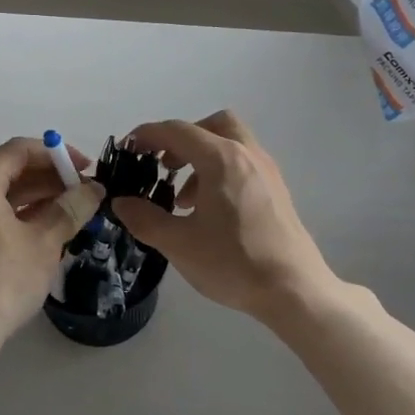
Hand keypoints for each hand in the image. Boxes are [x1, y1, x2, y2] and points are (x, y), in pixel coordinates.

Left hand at [0, 137, 103, 344]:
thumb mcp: (45, 241)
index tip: (86, 169)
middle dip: (50, 178)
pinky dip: (21, 215)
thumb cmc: (4, 280)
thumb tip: (94, 189)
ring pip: (2, 194)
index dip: (57, 155)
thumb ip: (70, 209)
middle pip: (10, 170)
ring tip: (75, 209)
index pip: (19, 150)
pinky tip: (50, 226)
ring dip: (38, 197)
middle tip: (85, 192)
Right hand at [108, 111, 336, 322]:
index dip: (147, 135)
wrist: (293, 289)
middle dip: (182, 139)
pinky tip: (209, 212)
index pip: (177, 131)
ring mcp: (267, 172)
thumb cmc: (233, 262)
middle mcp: (247, 155)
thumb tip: (121, 202)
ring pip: (231, 144)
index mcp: (221, 159)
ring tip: (183, 199)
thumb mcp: (178, 244)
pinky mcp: (277, 191)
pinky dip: (220, 173)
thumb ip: (144, 219)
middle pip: (212, 125)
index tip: (127, 149)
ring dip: (201, 159)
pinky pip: (243, 164)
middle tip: (163, 166)